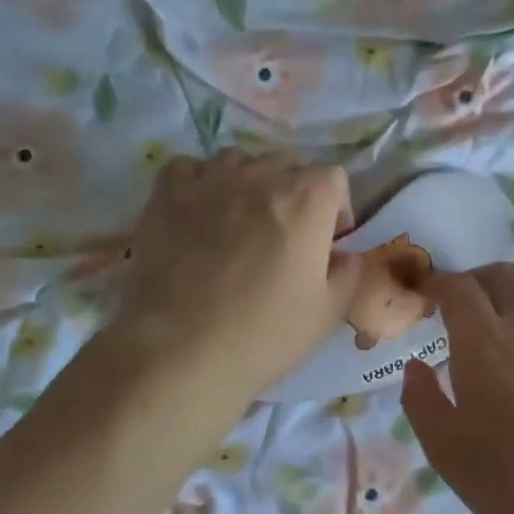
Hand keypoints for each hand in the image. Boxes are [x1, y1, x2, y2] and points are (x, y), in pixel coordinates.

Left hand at [114, 152, 360, 401]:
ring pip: (238, 161)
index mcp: (306, 201)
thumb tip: (344, 255)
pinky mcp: (165, 195)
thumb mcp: (327, 314)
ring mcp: (209, 181)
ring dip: (248, 184)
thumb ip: (348, 274)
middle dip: (293, 195)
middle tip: (284, 238)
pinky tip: (199, 213)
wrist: (180, 352)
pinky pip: (189, 168)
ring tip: (240, 222)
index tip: (327, 241)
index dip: (335, 208)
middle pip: (287, 167)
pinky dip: (200, 183)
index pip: (333, 177)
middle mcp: (260, 177)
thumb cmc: (264, 335)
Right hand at [401, 264, 513, 513]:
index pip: (459, 288)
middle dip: (478, 278)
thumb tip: (417, 367)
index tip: (428, 292)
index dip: (440, 281)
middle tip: (462, 302)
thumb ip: (422, 400)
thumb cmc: (506, 480)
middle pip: (506, 276)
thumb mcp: (444, 449)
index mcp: (483, 343)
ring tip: (501, 324)